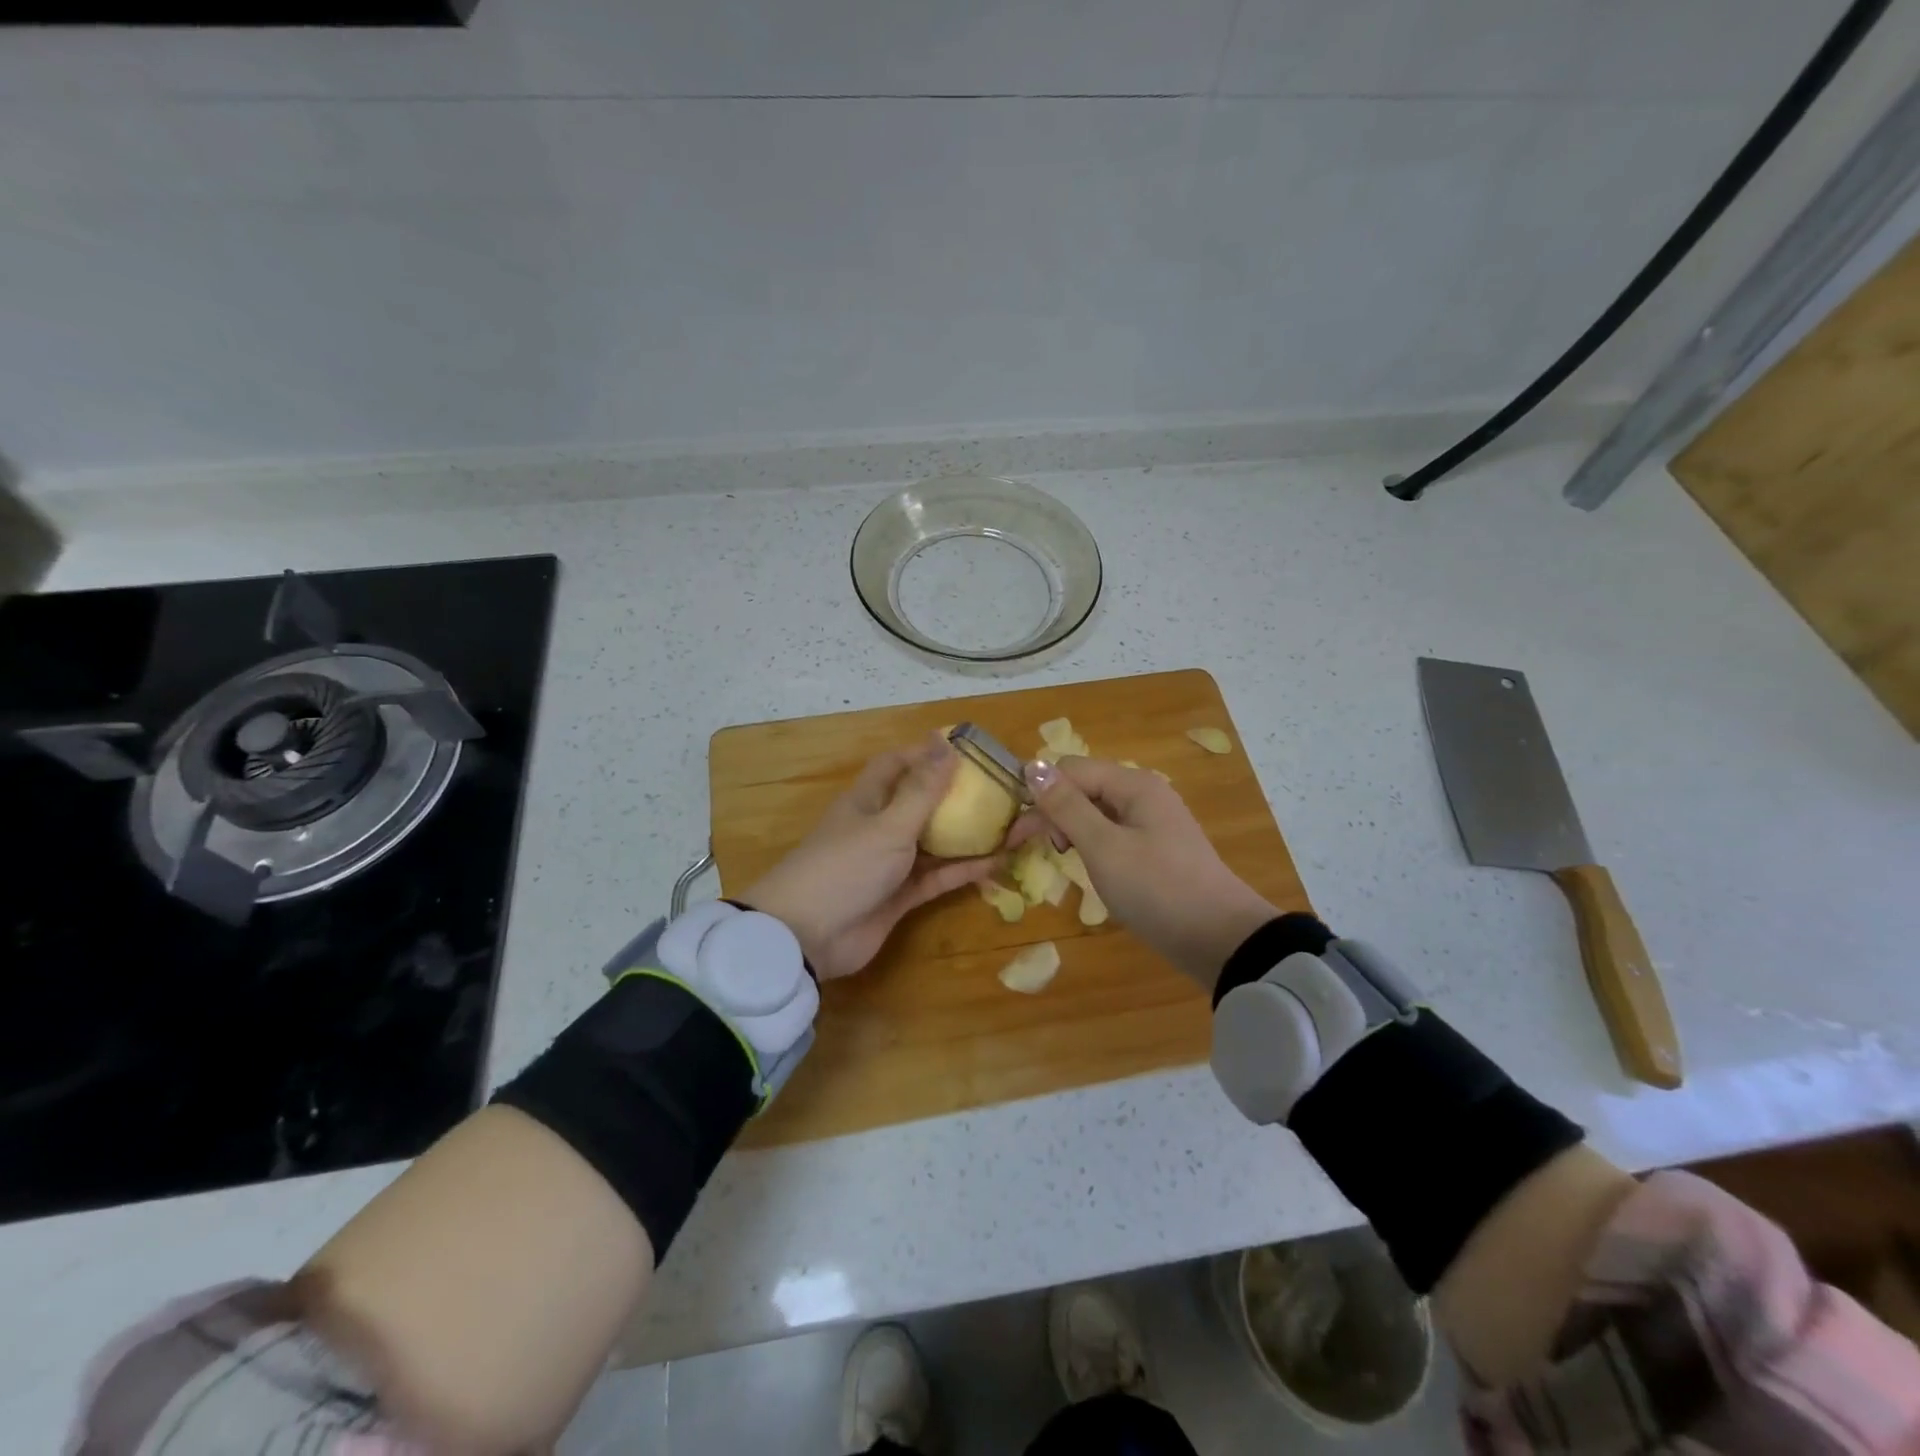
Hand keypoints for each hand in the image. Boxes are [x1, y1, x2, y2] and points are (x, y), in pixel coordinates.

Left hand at [740, 735, 997, 979]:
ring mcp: (891, 863)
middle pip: (925, 803)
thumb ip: (922, 789)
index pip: (899, 765)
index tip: (968, 750)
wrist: (806, 937)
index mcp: (868, 799)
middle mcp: (880, 826)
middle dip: (961, 796)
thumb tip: (945, 742)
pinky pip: (939, 876)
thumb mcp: (888, 824)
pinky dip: (965, 869)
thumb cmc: (845, 867)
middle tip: (1006, 790)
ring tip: (1018, 824)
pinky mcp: (900, 896)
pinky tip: (1000, 860)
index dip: (928, 754)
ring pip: (938, 841)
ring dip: (972, 834)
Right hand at [1008, 756, 1276, 990]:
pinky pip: (1112, 833)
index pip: (1071, 769)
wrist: (1220, 939)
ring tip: (1063, 858)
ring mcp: (1152, 822)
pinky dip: (1093, 844)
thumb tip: (1032, 765)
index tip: (1019, 833)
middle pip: (1083, 786)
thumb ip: (1066, 806)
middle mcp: (1143, 794)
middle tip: (1036, 850)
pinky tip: (1088, 866)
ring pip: (1096, 811)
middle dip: (1054, 811)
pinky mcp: (1156, 849)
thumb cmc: (1157, 889)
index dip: (1040, 793)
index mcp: (1133, 785)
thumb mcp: (1104, 847)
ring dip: (1071, 828)